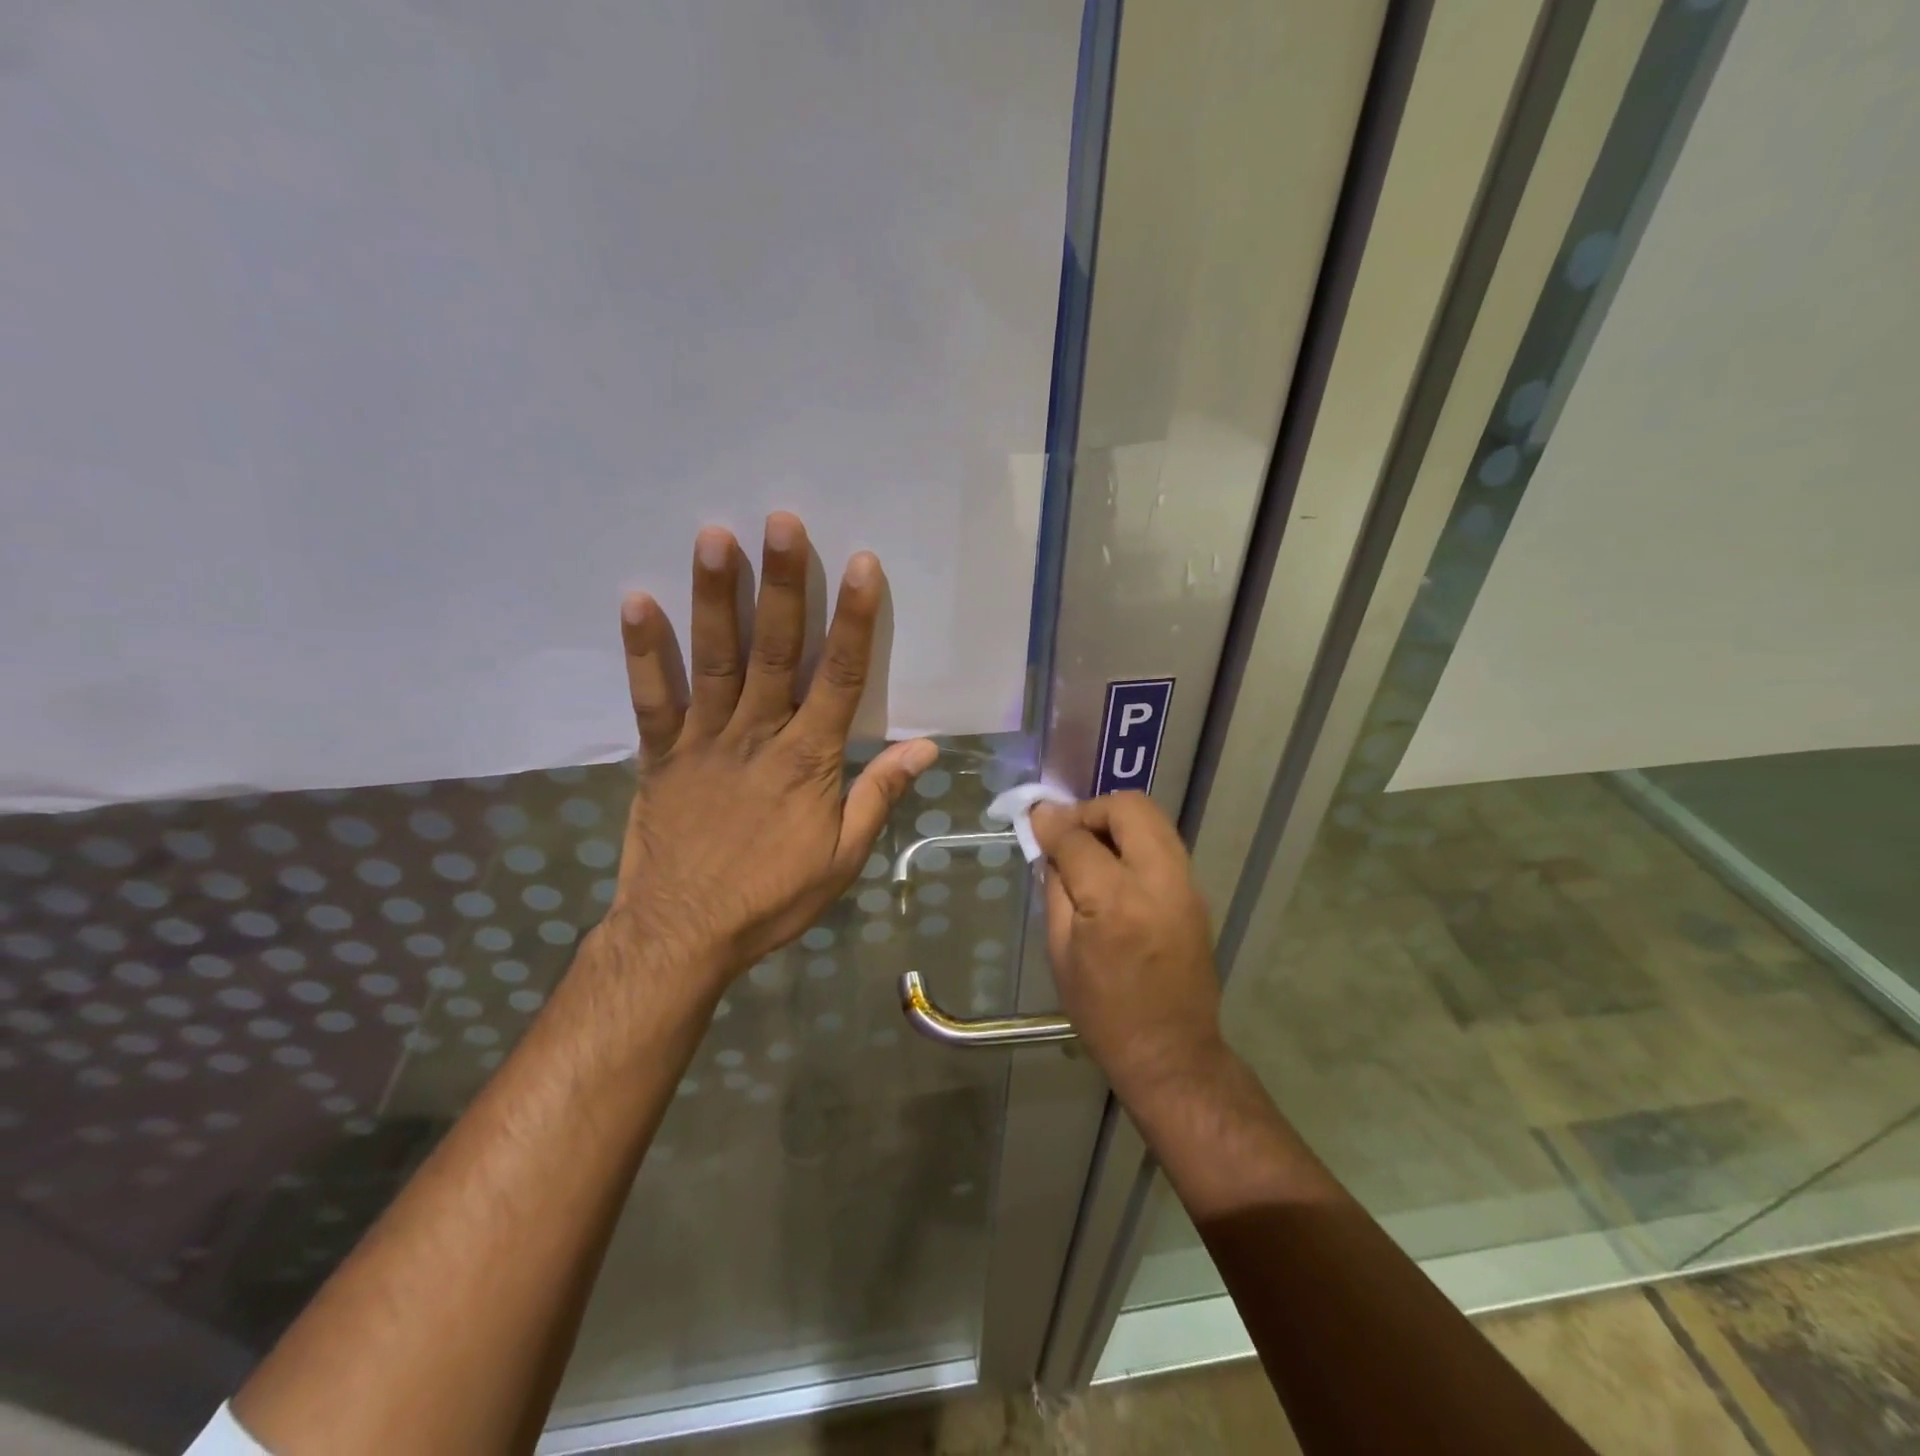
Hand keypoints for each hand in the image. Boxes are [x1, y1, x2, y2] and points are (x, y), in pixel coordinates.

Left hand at [597, 512, 935, 984]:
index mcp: (809, 760)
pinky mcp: (658, 755)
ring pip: (713, 660)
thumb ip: (880, 794)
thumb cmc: (773, 897)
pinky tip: (636, 600)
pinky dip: (643, 651)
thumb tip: (925, 747)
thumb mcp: (844, 857)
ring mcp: (703, 741)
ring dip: (715, 597)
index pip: (840, 677)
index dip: (853, 620)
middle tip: (781, 520)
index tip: (862, 565)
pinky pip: (651, 698)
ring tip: (714, 536)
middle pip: (775, 650)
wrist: (685, 934)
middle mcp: (758, 735)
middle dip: (782, 583)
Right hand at [1030, 793, 1224, 1099]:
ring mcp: (1186, 884)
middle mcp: (1158, 881)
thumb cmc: (1103, 1013)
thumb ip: (1055, 887)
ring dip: (1116, 820)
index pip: (1078, 838)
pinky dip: (1135, 839)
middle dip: (1092, 809)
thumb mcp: (1060, 953)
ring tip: (1090, 846)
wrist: (1171, 1052)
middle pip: (1129, 808)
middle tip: (1068, 832)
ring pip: (1153, 817)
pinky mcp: (1197, 893)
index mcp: (1115, 903)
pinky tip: (1114, 867)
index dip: (1051, 824)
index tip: (1035, 820)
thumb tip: (1049, 842)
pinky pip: (1163, 843)